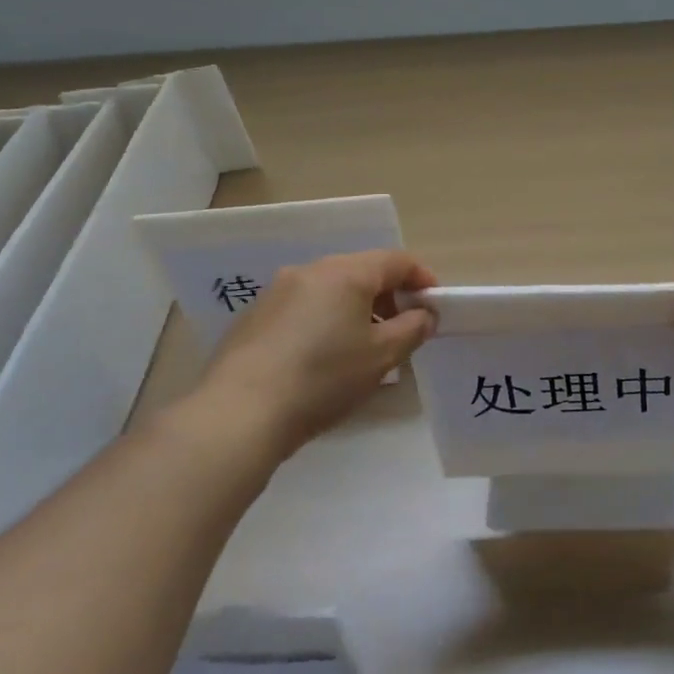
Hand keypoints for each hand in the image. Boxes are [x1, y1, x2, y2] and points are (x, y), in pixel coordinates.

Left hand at [178, 250, 438, 465]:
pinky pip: (302, 308)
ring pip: (330, 289)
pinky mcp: (253, 317)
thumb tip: (425, 314)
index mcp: (346, 273)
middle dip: (388, 296)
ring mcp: (276, 292)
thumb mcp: (382, 356)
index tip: (434, 306)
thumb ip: (413, 328)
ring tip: (362, 348)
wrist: (239, 413)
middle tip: (402, 329)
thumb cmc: (323, 378)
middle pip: (362, 271)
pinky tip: (322, 359)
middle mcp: (310, 271)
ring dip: (355, 310)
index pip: (396, 260)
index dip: (422, 279)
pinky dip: (324, 321)